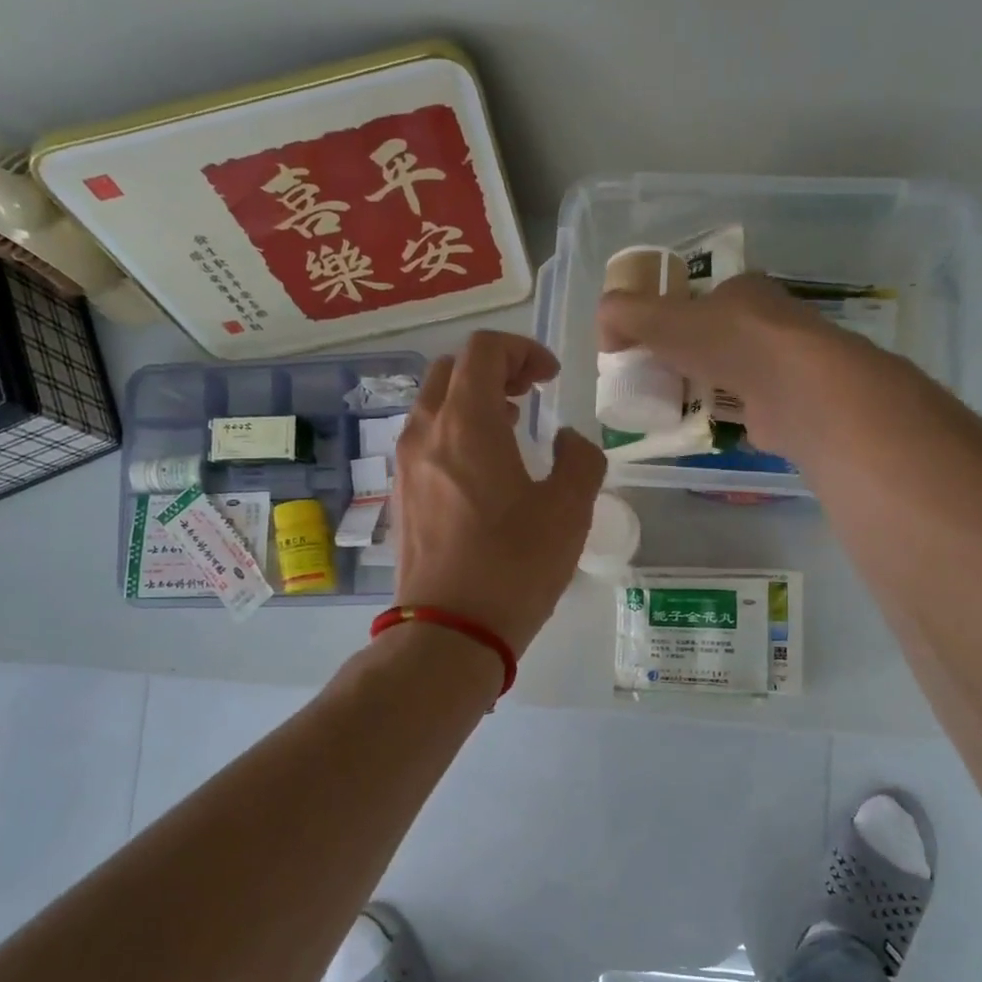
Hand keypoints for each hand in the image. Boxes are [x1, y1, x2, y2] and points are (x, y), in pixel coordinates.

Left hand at [392, 331, 605, 655]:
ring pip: (433, 406)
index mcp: (466, 423)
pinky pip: (425, 442)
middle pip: (451, 370)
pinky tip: (483, 472)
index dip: (523, 351)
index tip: (551, 379)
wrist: (450, 630)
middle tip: (530, 394)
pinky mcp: (401, 497)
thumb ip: (580, 459)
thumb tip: (567, 441)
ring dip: (472, 402)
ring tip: (511, 429)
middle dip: (494, 369)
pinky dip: (454, 434)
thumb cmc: (514, 566)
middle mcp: (425, 432)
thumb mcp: (569, 510)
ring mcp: (405, 466)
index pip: (483, 350)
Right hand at [598, 273, 890, 459]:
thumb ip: (626, 314)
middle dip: (684, 356)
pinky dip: (720, 415)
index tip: (644, 343)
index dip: (669, 317)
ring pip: (730, 372)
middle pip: (714, 337)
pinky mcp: (786, 404)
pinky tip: (697, 427)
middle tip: (651, 379)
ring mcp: (781, 364)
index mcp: (743, 290)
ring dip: (701, 387)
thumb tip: (603, 324)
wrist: (794, 390)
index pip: (700, 298)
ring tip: (667, 406)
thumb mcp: (661, 319)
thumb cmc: (728, 342)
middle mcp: (767, 321)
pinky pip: (743, 407)